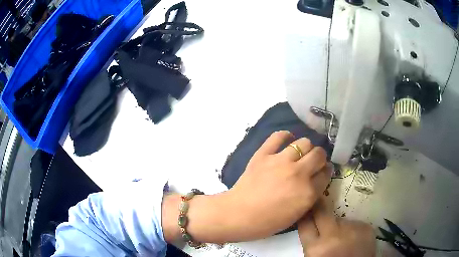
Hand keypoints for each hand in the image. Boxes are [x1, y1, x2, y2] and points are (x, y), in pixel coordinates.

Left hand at [223, 131, 331, 240]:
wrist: (238, 215)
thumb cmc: (267, 222)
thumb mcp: (296, 215)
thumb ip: (310, 196)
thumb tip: (316, 180)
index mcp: (308, 192)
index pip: (326, 173)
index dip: (325, 172)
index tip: (322, 172)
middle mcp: (298, 173)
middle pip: (319, 154)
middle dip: (319, 158)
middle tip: (313, 162)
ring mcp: (280, 161)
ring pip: (304, 142)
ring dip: (306, 148)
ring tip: (300, 154)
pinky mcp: (263, 154)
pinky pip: (278, 136)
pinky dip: (285, 136)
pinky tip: (287, 140)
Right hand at [298, 197, 375, 256]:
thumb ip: (313, 243)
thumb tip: (313, 225)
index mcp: (316, 248)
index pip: (305, 223)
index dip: (305, 214)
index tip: (305, 209)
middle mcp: (334, 236)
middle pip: (322, 212)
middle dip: (318, 207)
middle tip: (318, 203)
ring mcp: (352, 230)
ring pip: (341, 219)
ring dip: (339, 225)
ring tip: (342, 237)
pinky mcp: (366, 228)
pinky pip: (354, 223)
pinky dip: (352, 229)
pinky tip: (353, 239)